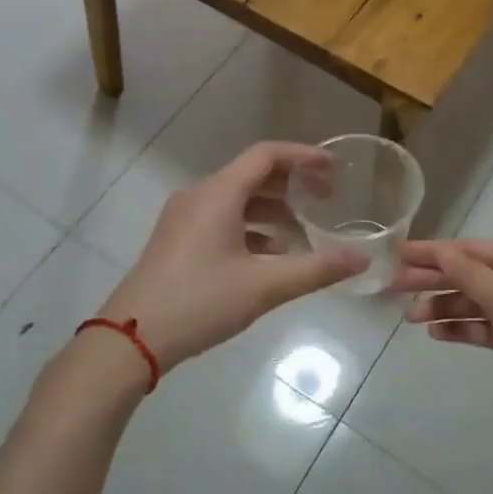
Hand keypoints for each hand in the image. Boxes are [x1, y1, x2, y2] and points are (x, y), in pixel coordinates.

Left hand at [100, 142, 366, 367]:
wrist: (130, 338)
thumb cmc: (199, 302)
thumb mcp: (264, 287)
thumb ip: (316, 269)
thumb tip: (361, 259)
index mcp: (218, 194)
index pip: (266, 155)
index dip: (303, 156)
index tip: (334, 169)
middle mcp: (199, 196)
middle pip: (252, 175)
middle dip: (292, 184)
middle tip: (326, 200)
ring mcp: (184, 218)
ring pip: (237, 200)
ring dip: (273, 210)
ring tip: (305, 231)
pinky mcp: (178, 240)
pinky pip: (222, 220)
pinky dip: (252, 229)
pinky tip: (272, 256)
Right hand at [391, 240, 492, 404]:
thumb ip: (469, 275)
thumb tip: (439, 251)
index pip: (470, 250)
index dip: (433, 252)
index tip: (398, 253)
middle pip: (469, 274)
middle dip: (433, 279)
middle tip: (393, 285)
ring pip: (473, 302)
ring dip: (443, 307)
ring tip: (411, 318)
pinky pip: (482, 327)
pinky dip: (460, 328)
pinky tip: (435, 333)